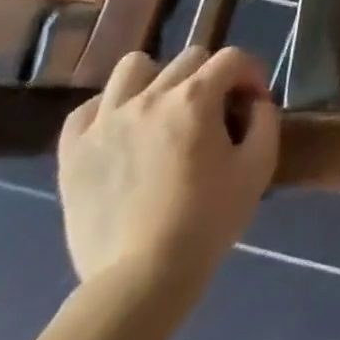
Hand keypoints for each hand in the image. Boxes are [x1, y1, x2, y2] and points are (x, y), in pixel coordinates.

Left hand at [57, 47, 280, 293]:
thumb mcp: (258, 168)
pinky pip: (88, 110)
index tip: (254, 103)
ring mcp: (106, 121)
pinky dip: (108, 112)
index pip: (232, 58)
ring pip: (133, 68)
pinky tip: (122, 133)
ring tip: (163, 112)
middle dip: (211, 78)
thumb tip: (255, 102)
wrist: (141, 280)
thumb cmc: (207, 222)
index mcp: (195, 99)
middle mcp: (149, 97)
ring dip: (156, 81)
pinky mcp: (73, 151)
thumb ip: (265, 121)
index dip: (251, 74)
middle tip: (215, 114)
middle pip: (188, 59)